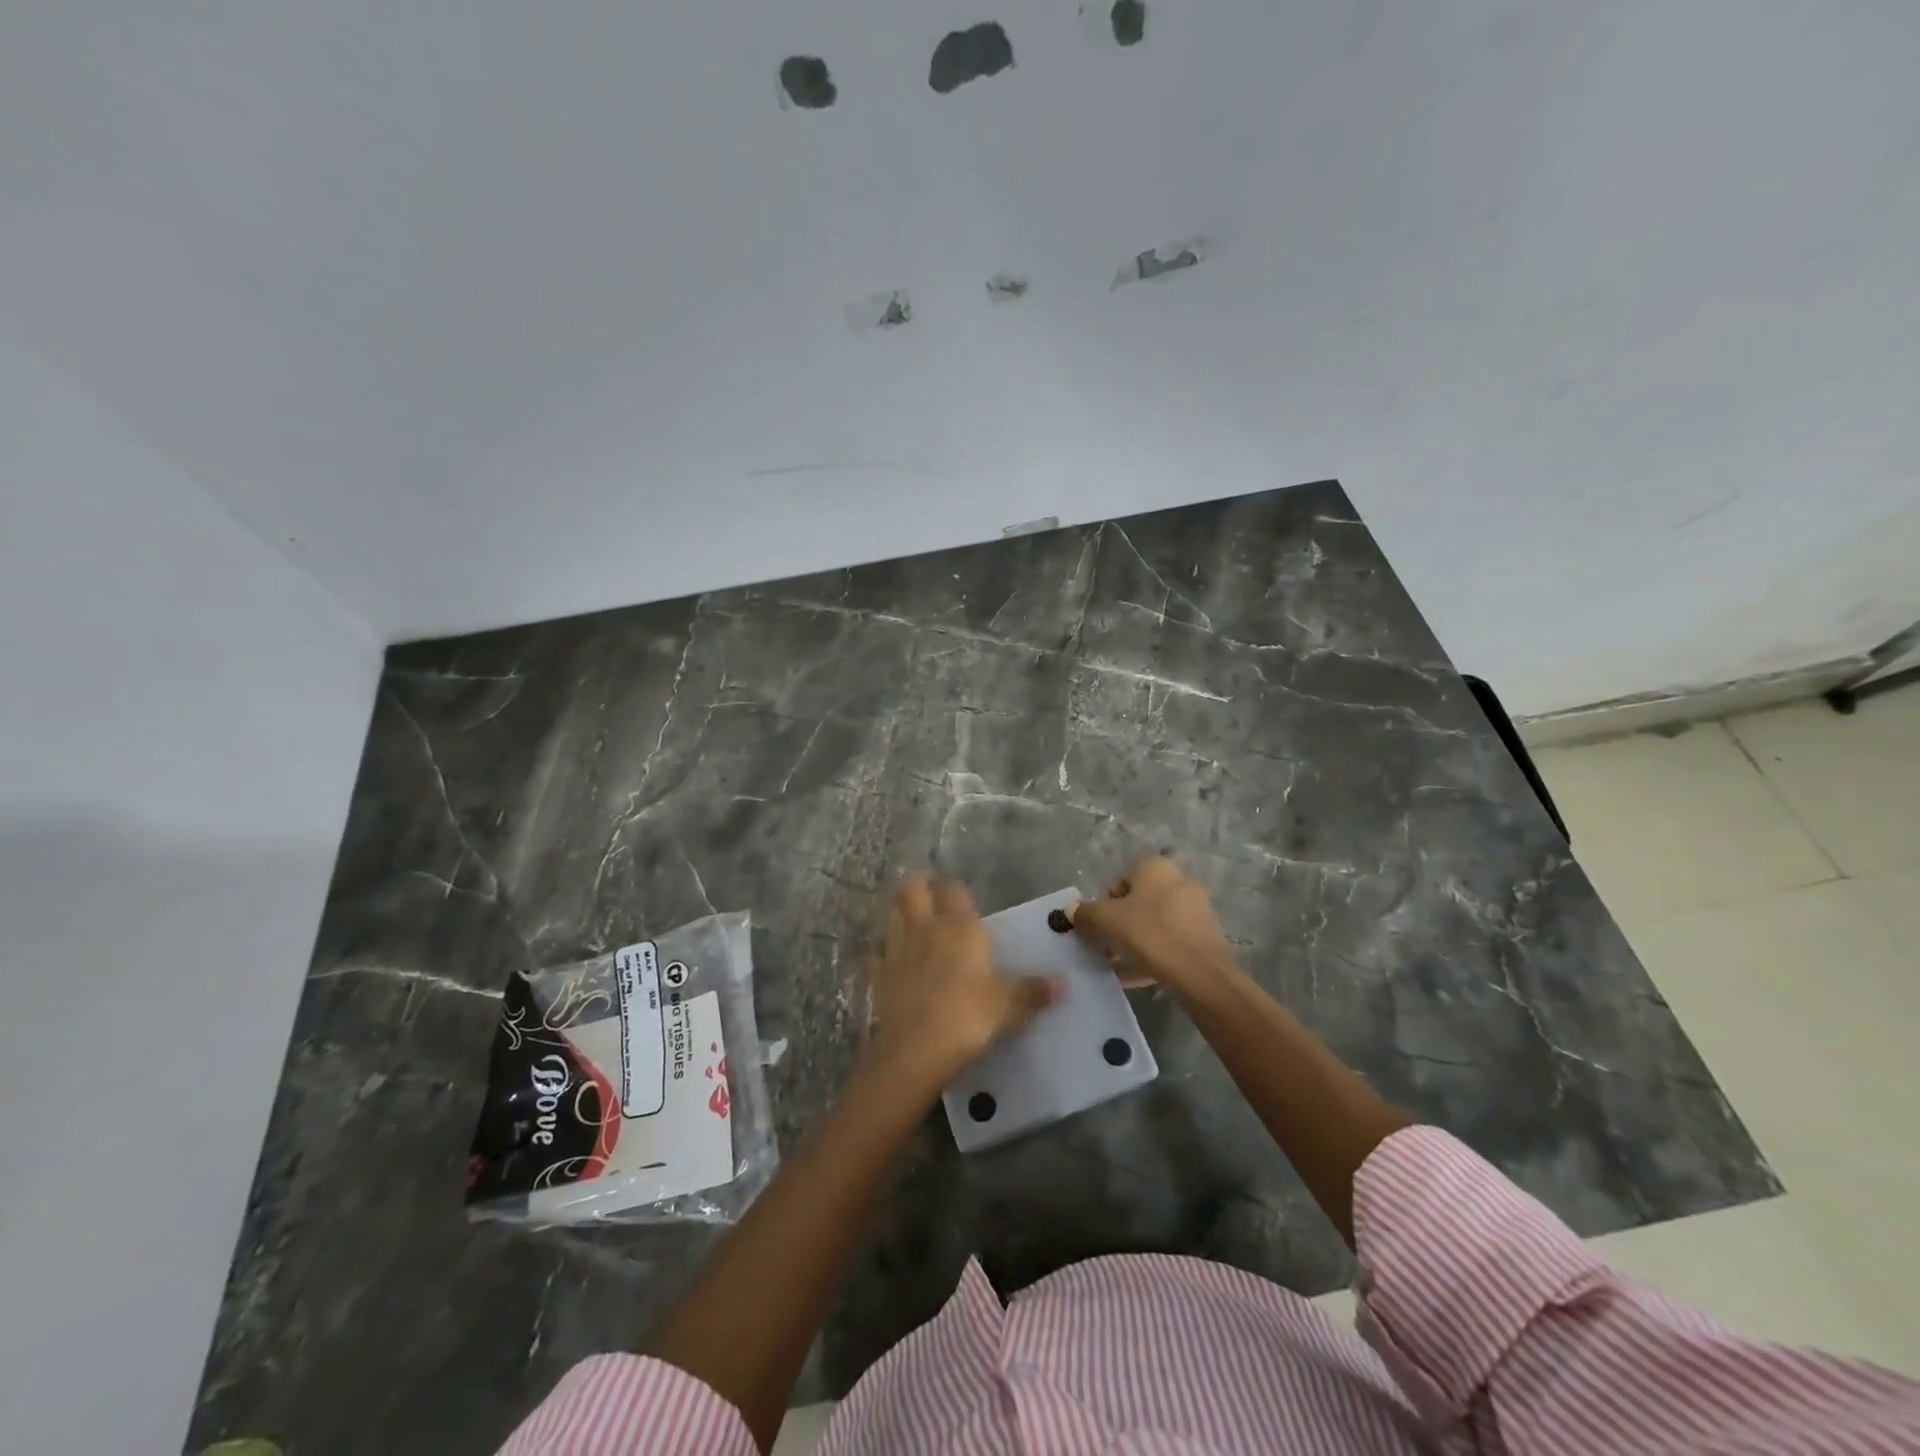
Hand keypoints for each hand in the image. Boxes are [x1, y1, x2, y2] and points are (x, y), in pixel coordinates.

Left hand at [863, 874, 1060, 1095]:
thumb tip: (1064, 983)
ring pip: (891, 914)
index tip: (960, 895)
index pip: (953, 890)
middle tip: (928, 893)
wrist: (915, 1051)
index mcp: (958, 927)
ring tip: (910, 921)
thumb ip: (1032, 991)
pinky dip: (881, 953)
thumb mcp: (1008, 1007)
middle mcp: (924, 928)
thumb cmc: (967, 1018)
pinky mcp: (877, 975)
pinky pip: (876, 954)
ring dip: (898, 912)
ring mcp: (896, 949)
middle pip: (912, 889)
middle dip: (918, 885)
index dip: (955, 889)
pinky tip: (889, 962)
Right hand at [1069, 855, 1237, 996]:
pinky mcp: (1206, 936)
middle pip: (1139, 900)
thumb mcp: (1106, 921)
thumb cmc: (1150, 934)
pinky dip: (1154, 953)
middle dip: (1121, 922)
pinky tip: (1139, 975)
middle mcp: (1179, 880)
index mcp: (1156, 867)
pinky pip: (1171, 941)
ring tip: (1119, 964)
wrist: (1201, 974)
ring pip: (1155, 922)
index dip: (1104, 901)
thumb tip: (1071, 910)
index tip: (1098, 924)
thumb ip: (1085, 913)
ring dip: (1136, 939)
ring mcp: (1196, 909)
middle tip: (1106, 944)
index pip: (1121, 877)